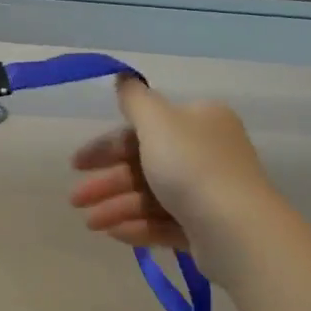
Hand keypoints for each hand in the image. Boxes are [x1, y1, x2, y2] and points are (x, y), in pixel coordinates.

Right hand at [68, 76, 277, 282]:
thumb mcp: (157, 121)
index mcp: (199, 121)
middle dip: (107, 182)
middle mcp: (207, 152)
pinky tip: (113, 234)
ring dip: (117, 207)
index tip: (76, 164)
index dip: (106, 146)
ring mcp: (209, 193)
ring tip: (91, 225)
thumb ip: (135, 100)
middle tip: (74, 200)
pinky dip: (138, 226)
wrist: (236, 230)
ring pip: (152, 196)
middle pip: (144, 164)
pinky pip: (165, 223)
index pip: (144, 130)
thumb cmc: (192, 167)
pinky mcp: (207, 228)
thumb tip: (123, 76)